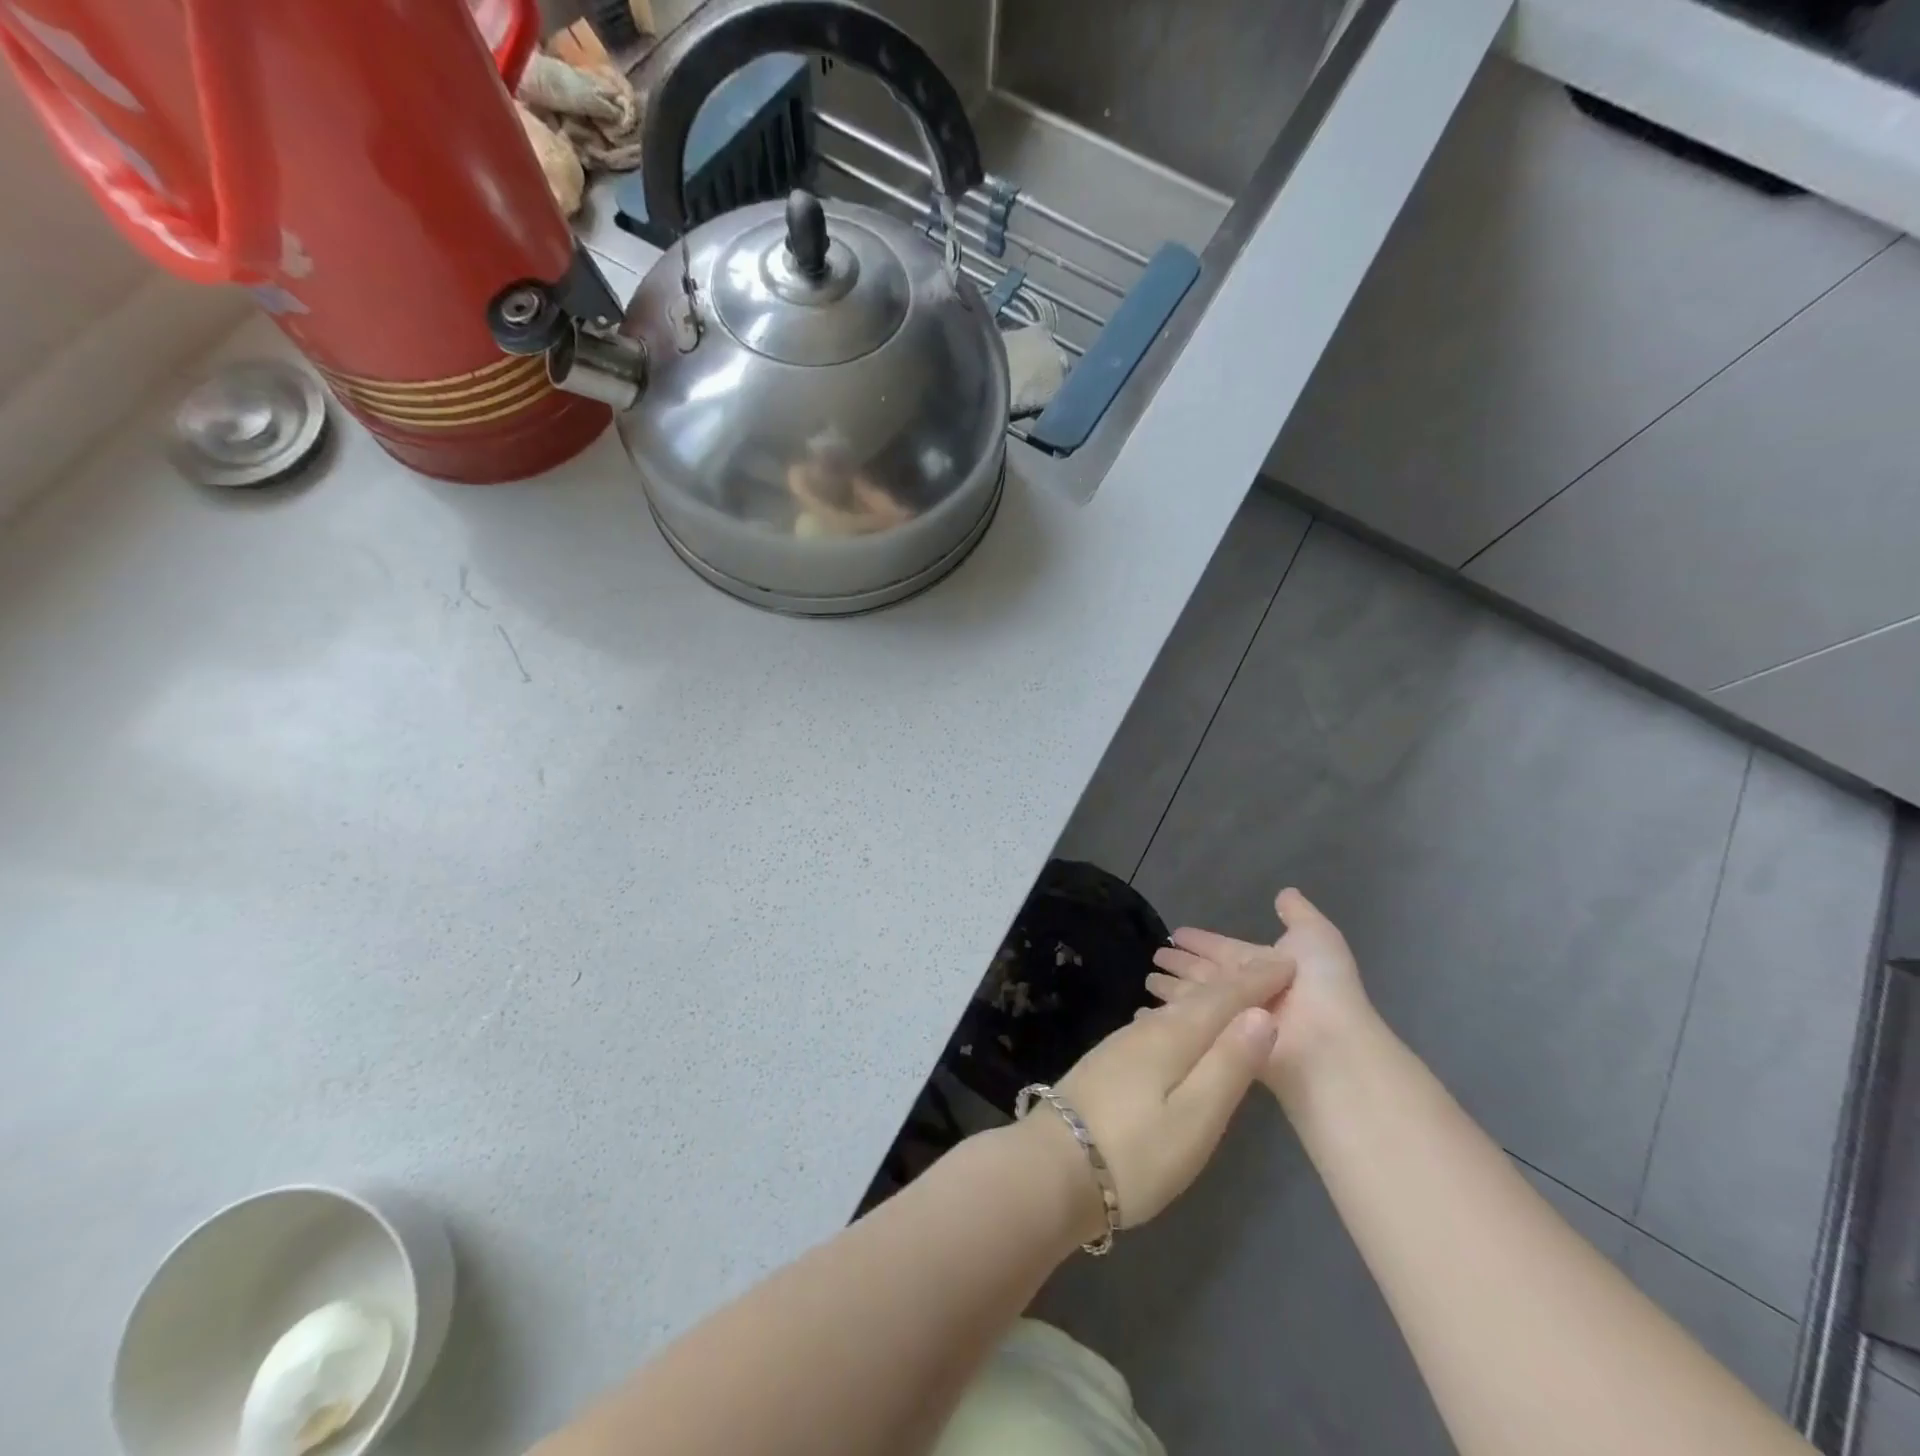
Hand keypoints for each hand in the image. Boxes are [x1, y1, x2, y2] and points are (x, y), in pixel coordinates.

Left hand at [1017, 954, 1292, 1238]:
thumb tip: (1261, 1013)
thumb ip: (1229, 1065)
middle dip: (1235, 984)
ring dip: (1208, 999)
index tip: (1288, 962)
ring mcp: (1122, 1044)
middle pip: (1199, 999)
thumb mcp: (1195, 1119)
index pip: (1225, 998)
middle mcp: (1146, 1029)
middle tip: (1268, 973)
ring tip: (1233, 995)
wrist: (1052, 1169)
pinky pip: (1158, 1024)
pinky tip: (1180, 1026)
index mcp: (1173, 1037)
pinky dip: (1183, 1018)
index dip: (1258, 981)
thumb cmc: (1134, 1154)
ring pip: (1176, 1010)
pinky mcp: (1109, 1062)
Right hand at [1146, 888, 1372, 1092]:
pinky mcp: (1221, 1047)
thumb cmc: (1320, 986)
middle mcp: (1247, 992)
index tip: (1176, 932)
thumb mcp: (1316, 937)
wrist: (1325, 1046)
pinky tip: (1145, 1014)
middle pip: (1206, 975)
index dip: (1201, 941)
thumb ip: (1298, 915)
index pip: (1224, 949)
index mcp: (1265, 966)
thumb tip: (1284, 892)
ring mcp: (1233, 1020)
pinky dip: (1170, 1020)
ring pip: (1195, 999)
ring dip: (1171, 991)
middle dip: (1181, 964)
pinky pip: (1192, 1027)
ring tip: (1145, 981)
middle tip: (1154, 956)